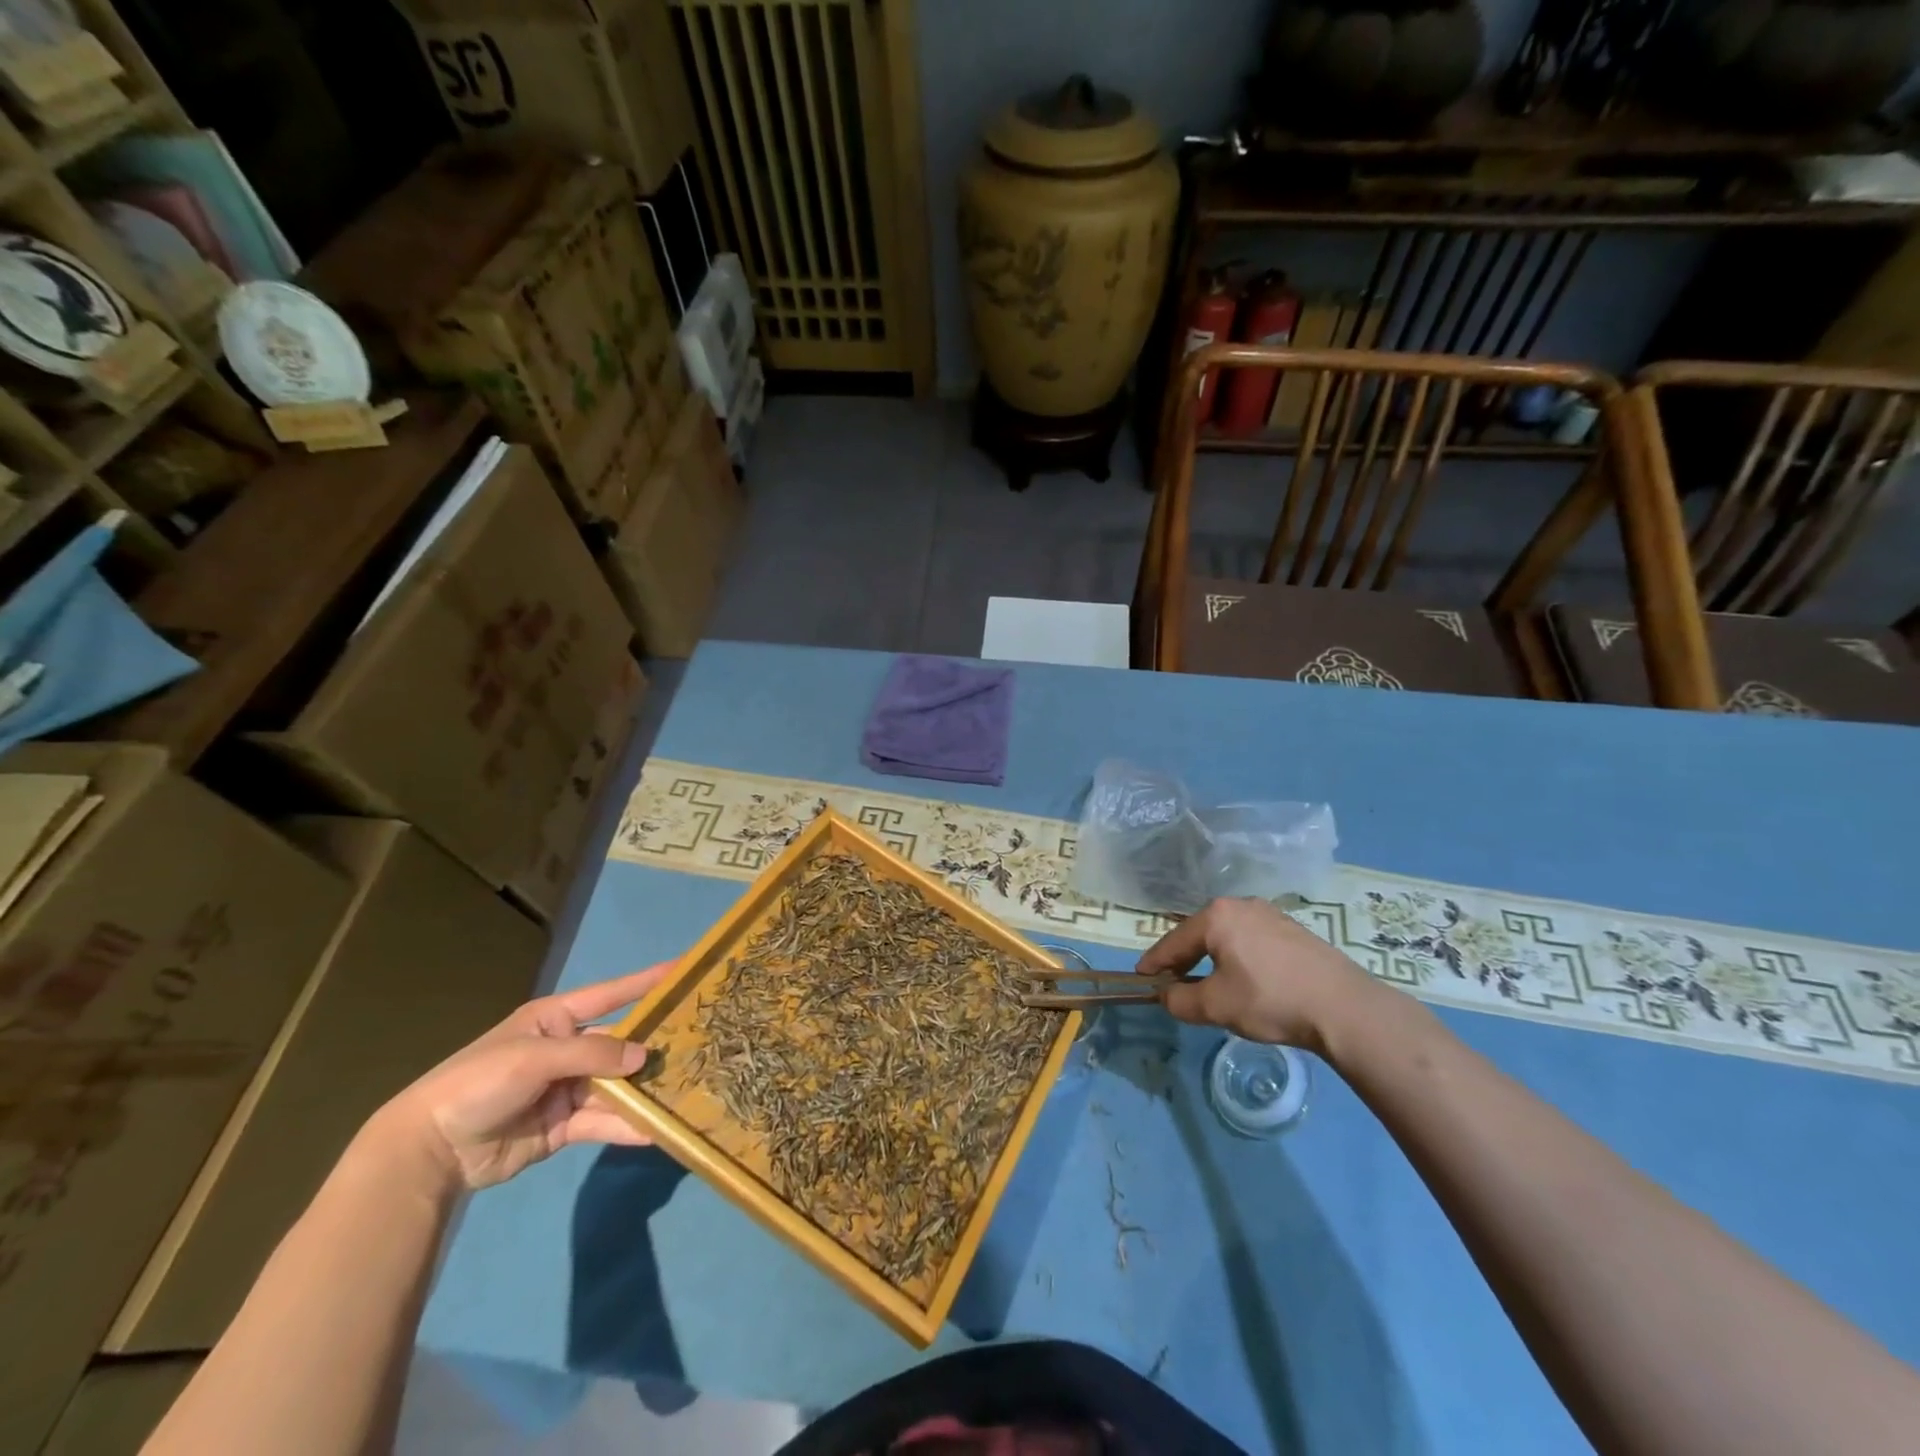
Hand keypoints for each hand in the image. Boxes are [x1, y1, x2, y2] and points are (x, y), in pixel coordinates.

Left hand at [377, 964, 672, 1191]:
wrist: (430, 1150)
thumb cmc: (479, 1082)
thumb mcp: (535, 1057)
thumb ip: (592, 1053)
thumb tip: (644, 1057)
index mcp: (556, 1019)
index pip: (611, 994)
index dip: (646, 982)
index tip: (684, 969)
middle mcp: (567, 1049)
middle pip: (620, 1043)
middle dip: (653, 1044)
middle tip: (699, 1042)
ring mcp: (566, 1089)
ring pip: (616, 1085)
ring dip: (644, 1090)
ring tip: (684, 1090)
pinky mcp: (563, 1126)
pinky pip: (603, 1121)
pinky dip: (627, 1126)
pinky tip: (655, 1131)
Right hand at [1137, 898, 1378, 1053]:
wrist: (1343, 1007)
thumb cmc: (1269, 1000)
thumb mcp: (1215, 1006)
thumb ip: (1180, 1000)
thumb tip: (1166, 995)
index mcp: (1216, 916)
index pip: (1174, 941)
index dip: (1155, 962)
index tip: (1141, 977)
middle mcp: (1240, 905)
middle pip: (1200, 933)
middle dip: (1184, 958)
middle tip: (1172, 981)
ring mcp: (1270, 914)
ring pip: (1227, 936)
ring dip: (1212, 957)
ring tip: (1207, 982)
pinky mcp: (1293, 930)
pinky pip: (1251, 940)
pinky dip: (1238, 956)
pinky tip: (1244, 978)